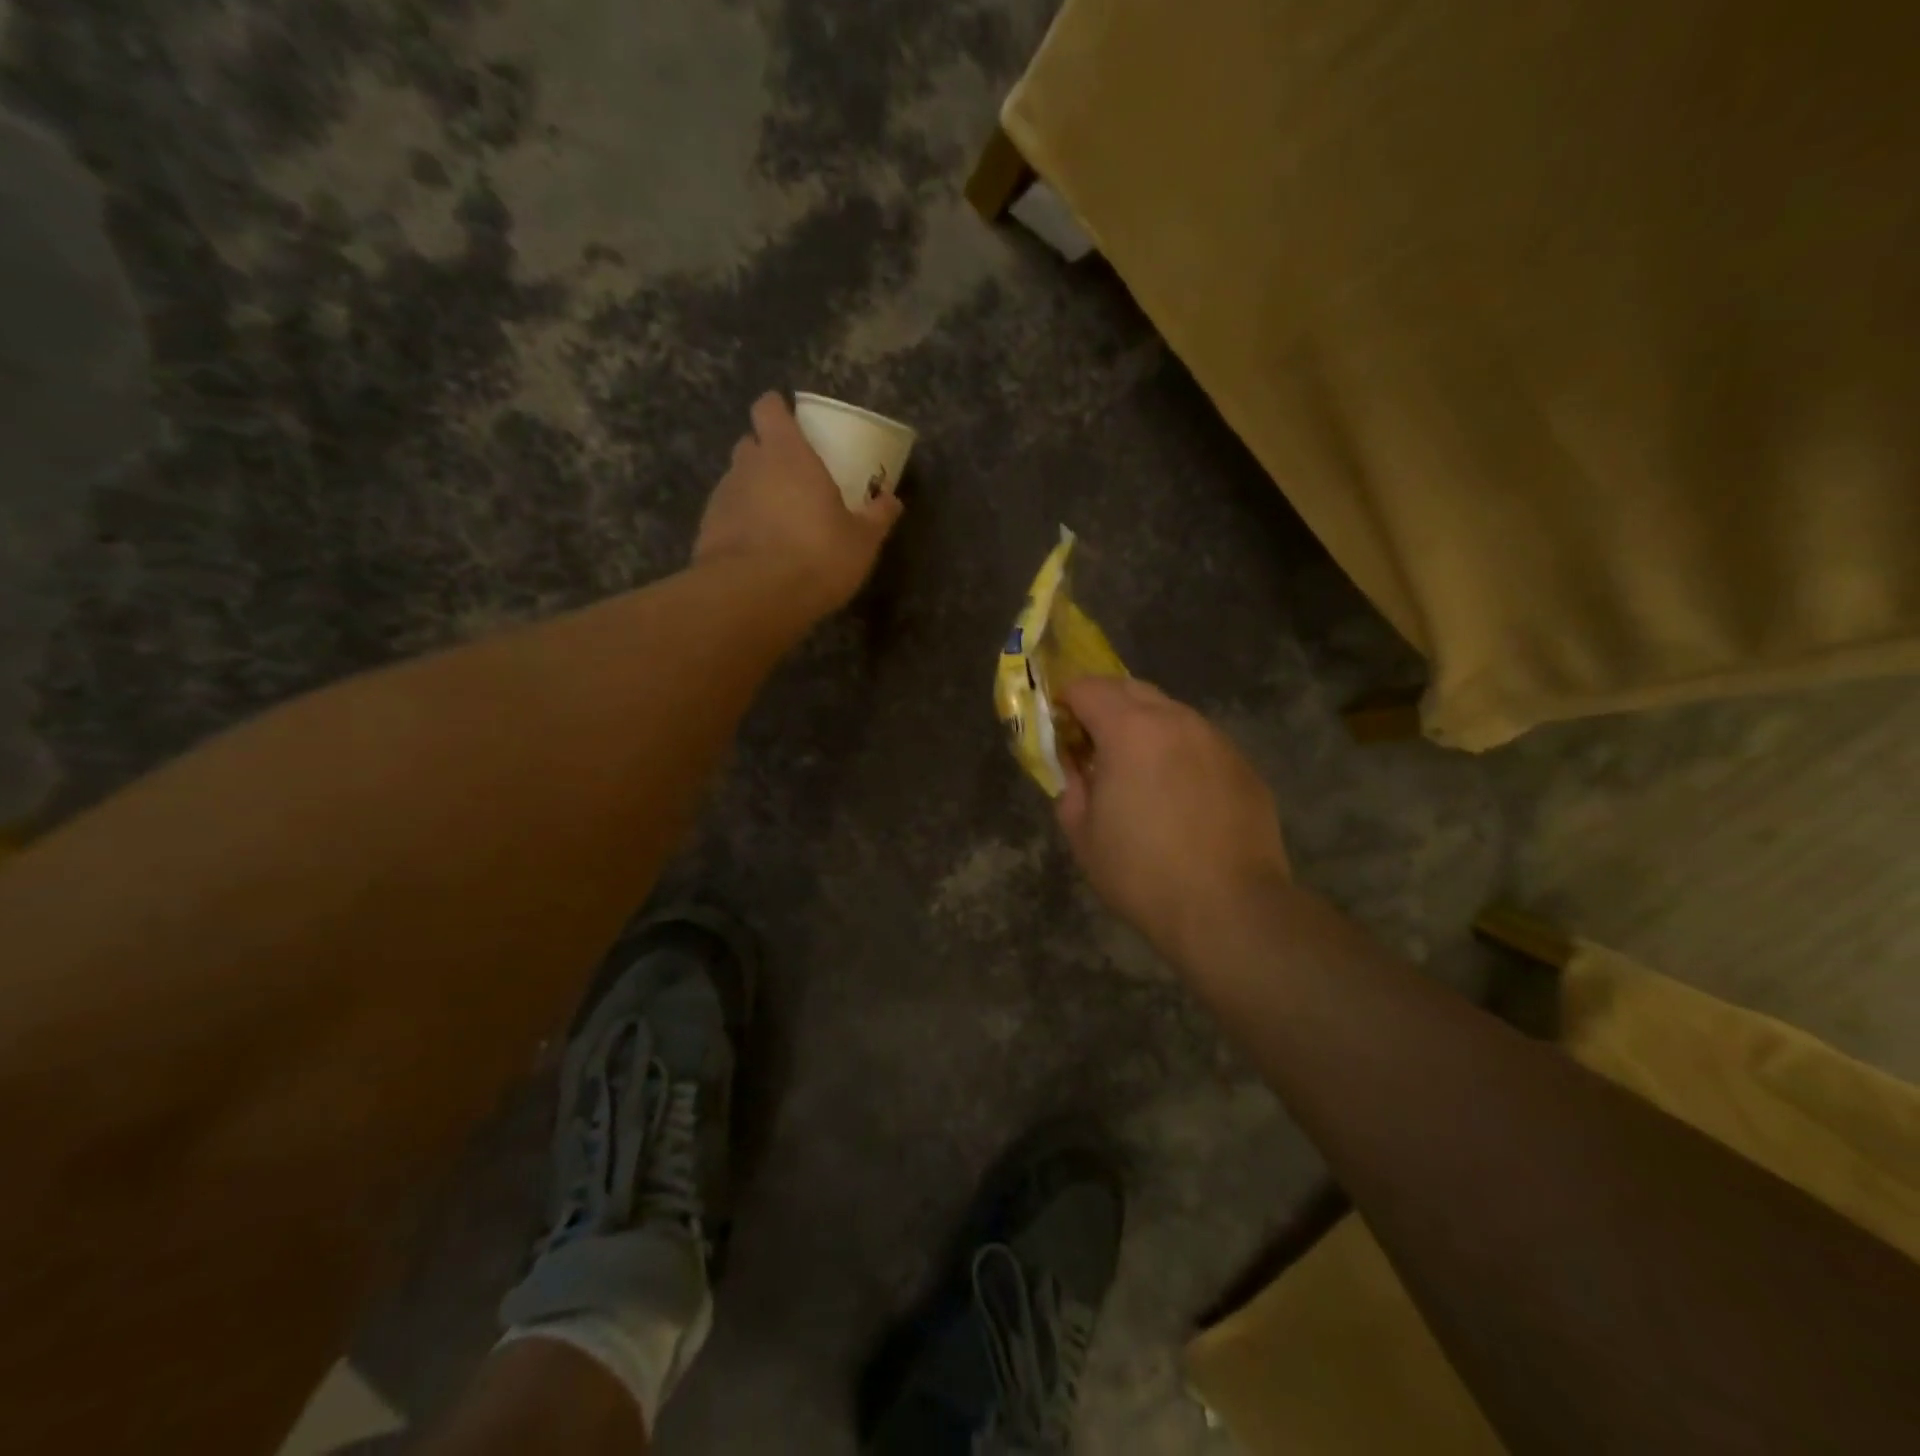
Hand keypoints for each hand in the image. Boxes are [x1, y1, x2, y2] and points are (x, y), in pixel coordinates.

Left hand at [694, 392, 903, 615]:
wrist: (753, 597)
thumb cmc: (816, 555)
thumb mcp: (861, 541)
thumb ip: (876, 517)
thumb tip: (892, 500)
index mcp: (786, 454)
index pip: (769, 408)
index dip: (778, 412)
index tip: (793, 425)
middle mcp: (748, 465)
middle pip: (751, 443)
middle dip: (768, 454)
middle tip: (794, 480)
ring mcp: (722, 497)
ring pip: (738, 481)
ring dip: (755, 492)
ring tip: (779, 523)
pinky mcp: (707, 530)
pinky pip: (727, 516)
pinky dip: (741, 525)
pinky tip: (759, 551)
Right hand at [1055, 676, 1290, 966]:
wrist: (1229, 908)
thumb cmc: (1142, 873)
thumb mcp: (1083, 834)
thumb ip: (1071, 788)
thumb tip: (1076, 770)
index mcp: (1129, 730)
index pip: (1088, 688)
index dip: (1066, 702)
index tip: (1060, 729)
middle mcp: (1176, 721)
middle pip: (1131, 689)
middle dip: (1105, 706)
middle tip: (1093, 745)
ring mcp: (1216, 740)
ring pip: (1171, 713)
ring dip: (1145, 728)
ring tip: (1139, 772)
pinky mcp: (1244, 766)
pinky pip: (1201, 743)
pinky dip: (1179, 753)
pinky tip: (1180, 795)